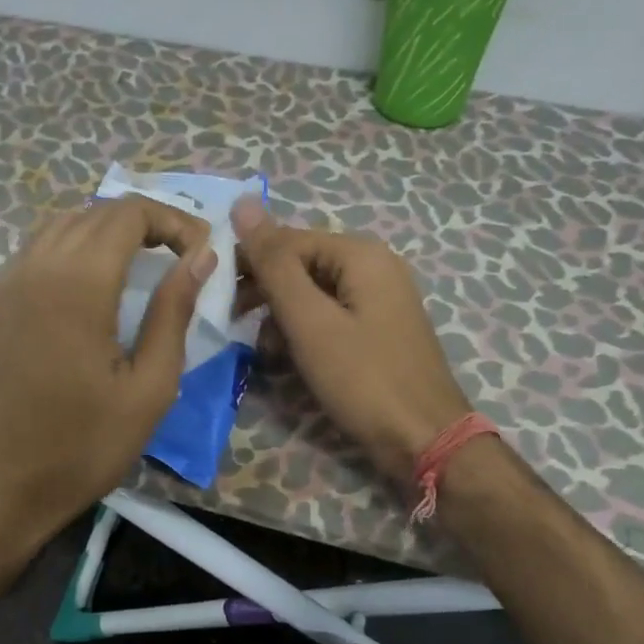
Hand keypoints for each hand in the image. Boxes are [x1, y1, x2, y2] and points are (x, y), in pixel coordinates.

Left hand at [0, 196, 214, 559]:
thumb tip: (201, 257)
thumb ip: (174, 312)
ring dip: (111, 230)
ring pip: (66, 223)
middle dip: (148, 222)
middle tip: (185, 258)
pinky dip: (78, 245)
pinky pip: (42, 247)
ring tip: (148, 263)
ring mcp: (10, 281)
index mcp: (78, 282)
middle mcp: (38, 266)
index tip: (203, 253)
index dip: (174, 221)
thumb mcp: (149, 388)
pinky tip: (99, 280)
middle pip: (98, 211)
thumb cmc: (81, 446)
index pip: (129, 212)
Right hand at [232, 199, 470, 484]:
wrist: (426, 441)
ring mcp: (380, 299)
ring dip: (282, 317)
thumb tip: (242, 202)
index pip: (287, 240)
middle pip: (301, 264)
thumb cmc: (363, 379)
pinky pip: (331, 316)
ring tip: (265, 351)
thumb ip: (274, 263)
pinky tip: (289, 359)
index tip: (217, 297)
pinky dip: (306, 333)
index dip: (249, 263)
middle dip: (265, 293)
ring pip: (313, 293)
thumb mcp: (309, 321)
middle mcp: (374, 266)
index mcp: (361, 254)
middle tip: (233, 324)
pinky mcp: (379, 329)